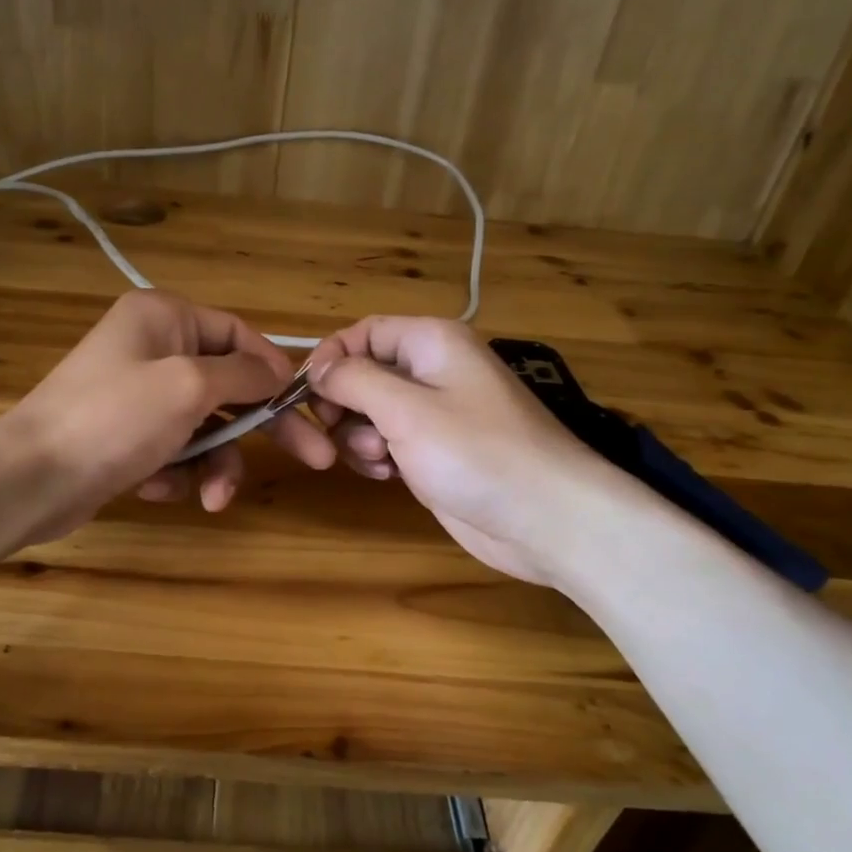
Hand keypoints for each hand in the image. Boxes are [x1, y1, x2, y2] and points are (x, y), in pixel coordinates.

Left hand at [2, 290, 334, 538]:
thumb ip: (242, 374)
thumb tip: (276, 370)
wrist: (31, 479)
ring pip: (203, 427)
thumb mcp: (189, 386)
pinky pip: (172, 450)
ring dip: (213, 463)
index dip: (274, 370)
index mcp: (164, 317)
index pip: (238, 334)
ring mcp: (136, 395)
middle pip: (227, 386)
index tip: (304, 405)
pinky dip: (173, 472)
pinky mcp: (125, 437)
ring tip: (211, 498)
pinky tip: (153, 488)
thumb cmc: (115, 418)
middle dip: (260, 429)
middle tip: (314, 459)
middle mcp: (151, 348)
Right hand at [305, 317, 631, 586]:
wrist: (545, 519)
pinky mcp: (434, 452)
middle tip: (341, 433)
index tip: (306, 395)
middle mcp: (432, 371)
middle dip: (344, 405)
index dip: (330, 358)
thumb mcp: (405, 409)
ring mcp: (435, 415)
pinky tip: (388, 477)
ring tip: (380, 461)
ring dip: (359, 437)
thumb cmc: (475, 452)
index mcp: (432, 342)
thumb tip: (318, 368)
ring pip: (369, 413)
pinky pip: (388, 443)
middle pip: (363, 374)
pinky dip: (378, 457)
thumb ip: (353, 380)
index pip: (363, 332)